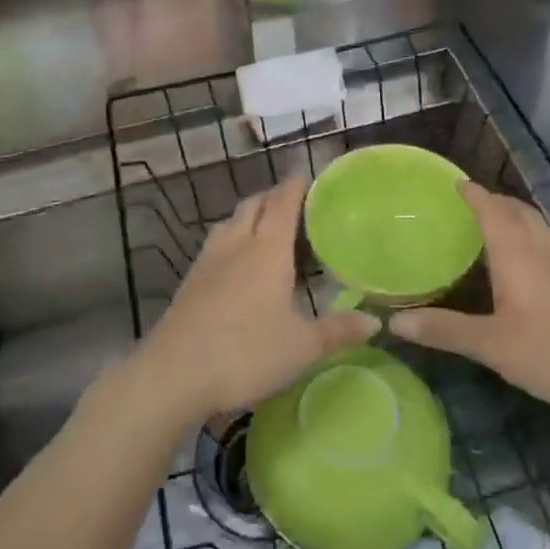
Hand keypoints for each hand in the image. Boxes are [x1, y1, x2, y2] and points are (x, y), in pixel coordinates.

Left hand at [135, 176, 373, 423]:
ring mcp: (208, 261)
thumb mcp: (302, 347)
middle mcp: (237, 244)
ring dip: (249, 216)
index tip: (308, 174)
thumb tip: (375, 321)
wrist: (174, 374)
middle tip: (295, 203)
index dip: (296, 184)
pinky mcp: (190, 281)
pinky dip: (232, 239)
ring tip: (267, 228)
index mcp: (268, 249)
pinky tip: (237, 263)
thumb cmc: (246, 353)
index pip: (283, 202)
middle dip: (273, 196)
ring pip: (230, 222)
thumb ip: (338, 331)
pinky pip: (215, 244)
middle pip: (254, 204)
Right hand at [396, 183, 549, 420]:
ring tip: (496, 225)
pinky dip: (532, 236)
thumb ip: (444, 330)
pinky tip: (529, 262)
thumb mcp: (492, 346)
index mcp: (518, 254)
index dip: (473, 194)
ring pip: (538, 226)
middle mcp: (544, 249)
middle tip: (470, 203)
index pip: (492, 210)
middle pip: (518, 211)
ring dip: (515, 216)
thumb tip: (394, 321)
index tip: (456, 183)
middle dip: (494, 201)